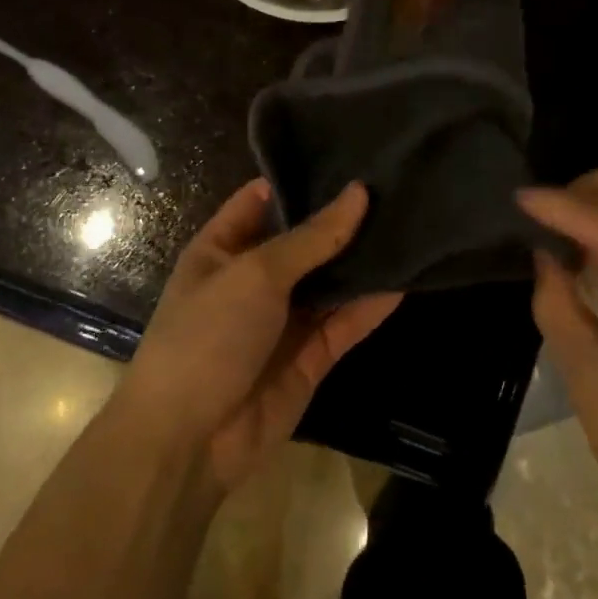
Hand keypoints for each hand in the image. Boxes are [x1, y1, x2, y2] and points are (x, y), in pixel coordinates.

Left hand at [117, 180, 400, 496]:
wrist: (188, 443)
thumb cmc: (207, 336)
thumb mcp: (255, 274)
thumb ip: (312, 237)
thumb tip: (359, 192)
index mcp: (224, 249)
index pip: (263, 199)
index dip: (301, 179)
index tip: (349, 155)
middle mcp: (255, 278)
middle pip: (305, 239)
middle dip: (343, 218)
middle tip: (394, 185)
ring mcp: (284, 318)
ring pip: (330, 281)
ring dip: (362, 260)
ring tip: (409, 222)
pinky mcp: (310, 356)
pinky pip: (345, 322)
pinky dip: (371, 304)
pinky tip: (405, 278)